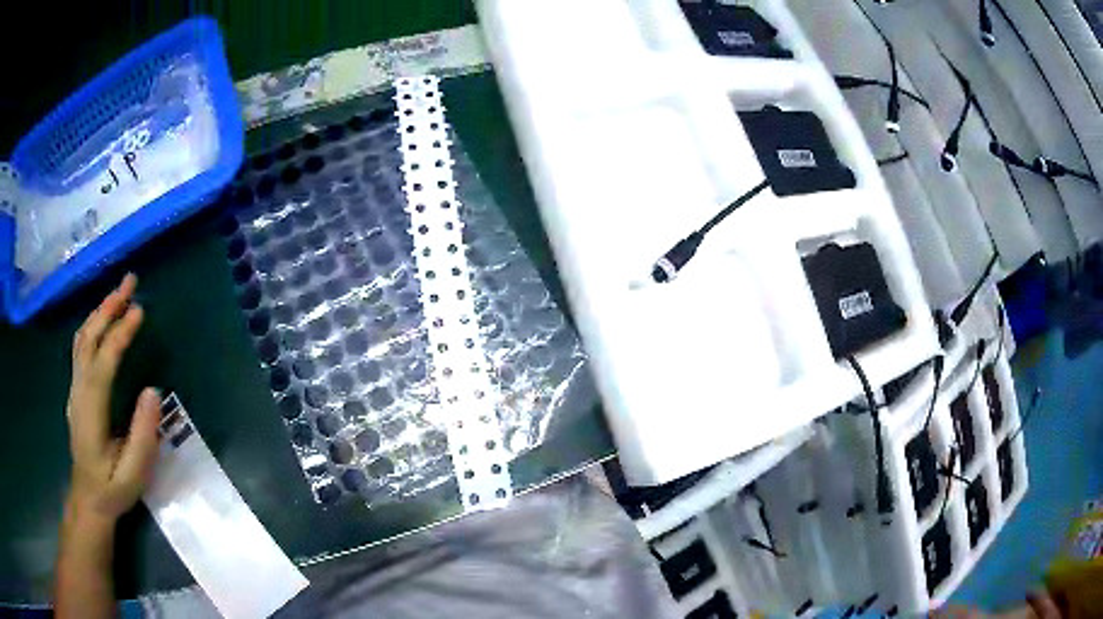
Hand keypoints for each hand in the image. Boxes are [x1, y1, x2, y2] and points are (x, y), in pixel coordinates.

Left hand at [66, 274, 159, 527]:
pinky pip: (81, 347)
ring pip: (82, 339)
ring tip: (120, 292)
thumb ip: (143, 436)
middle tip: (130, 281)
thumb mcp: (133, 475)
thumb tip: (152, 390)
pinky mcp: (77, 389)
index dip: (120, 334)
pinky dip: (94, 324)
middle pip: (88, 339)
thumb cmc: (112, 490)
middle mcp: (78, 392)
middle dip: (108, 307)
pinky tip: (104, 319)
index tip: (139, 311)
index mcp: (91, 412)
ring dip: (100, 311)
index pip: (103, 362)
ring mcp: (75, 389)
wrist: (88, 499)